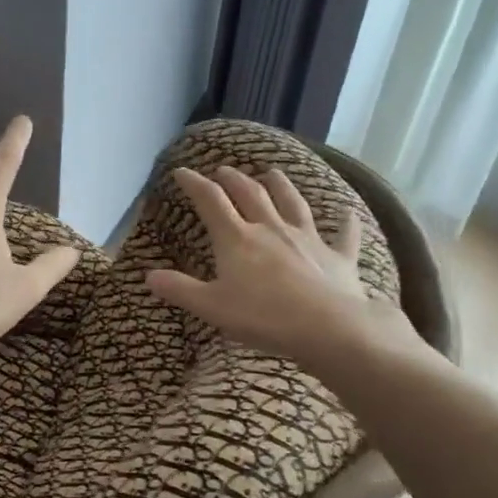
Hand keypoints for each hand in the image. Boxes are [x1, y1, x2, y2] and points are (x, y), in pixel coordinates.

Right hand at [144, 166, 429, 374]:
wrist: (327, 327)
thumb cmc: (263, 317)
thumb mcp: (211, 307)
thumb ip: (180, 289)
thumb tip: (149, 275)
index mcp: (237, 239)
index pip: (211, 202)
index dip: (194, 184)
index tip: (182, 172)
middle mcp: (271, 229)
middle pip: (251, 194)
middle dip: (234, 179)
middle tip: (224, 170)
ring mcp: (308, 239)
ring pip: (293, 203)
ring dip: (281, 185)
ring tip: (273, 172)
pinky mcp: (338, 257)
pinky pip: (343, 235)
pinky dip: (345, 222)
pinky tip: (348, 212)